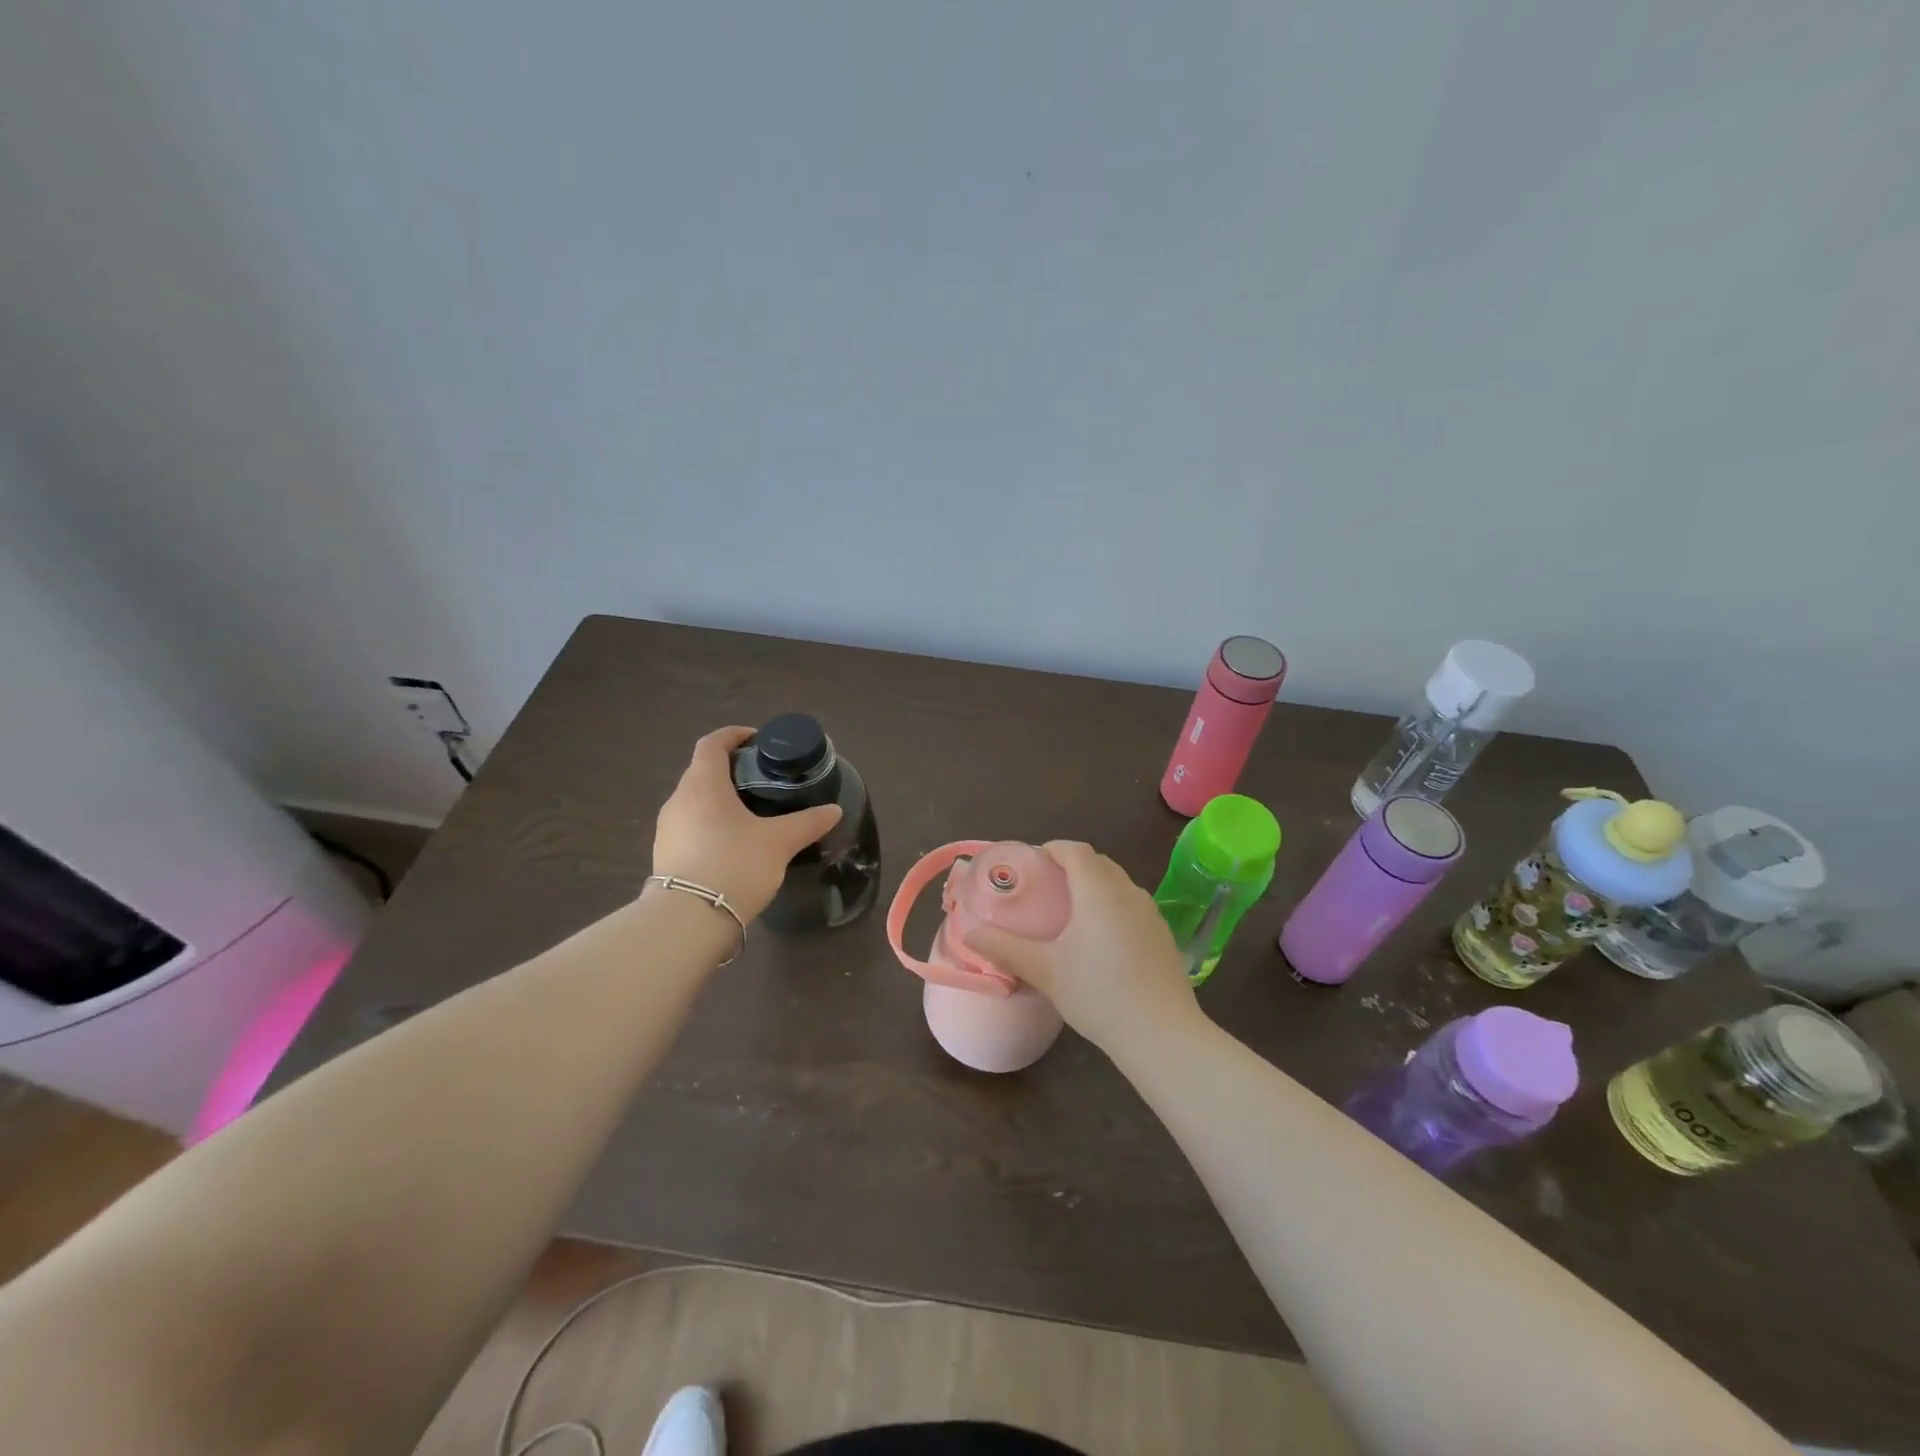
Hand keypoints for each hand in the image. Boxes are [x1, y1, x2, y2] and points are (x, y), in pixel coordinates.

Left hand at [652, 726, 842, 921]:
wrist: (689, 920)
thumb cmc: (735, 864)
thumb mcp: (779, 842)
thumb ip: (807, 822)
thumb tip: (834, 810)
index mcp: (704, 784)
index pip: (712, 743)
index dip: (733, 735)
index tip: (757, 739)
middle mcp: (679, 799)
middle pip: (702, 771)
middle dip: (730, 769)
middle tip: (762, 779)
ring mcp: (667, 828)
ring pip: (695, 801)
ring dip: (719, 799)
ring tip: (750, 814)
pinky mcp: (665, 854)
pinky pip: (690, 826)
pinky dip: (710, 824)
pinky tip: (732, 844)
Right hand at [964, 840, 1198, 1057]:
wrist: (1162, 1034)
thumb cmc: (1098, 994)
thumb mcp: (1045, 971)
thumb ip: (1005, 948)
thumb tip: (970, 933)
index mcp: (1098, 891)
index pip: (1075, 850)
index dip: (1053, 849)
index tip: (1034, 863)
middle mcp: (1128, 892)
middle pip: (1098, 863)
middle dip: (1072, 866)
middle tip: (1046, 888)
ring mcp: (1151, 913)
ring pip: (1119, 884)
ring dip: (1095, 886)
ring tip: (1071, 913)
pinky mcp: (1164, 935)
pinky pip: (1133, 906)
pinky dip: (1114, 907)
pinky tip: (1103, 941)